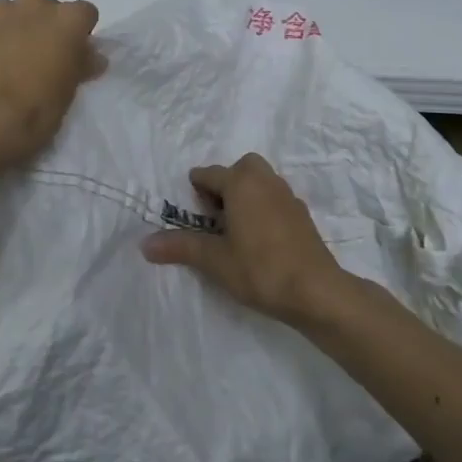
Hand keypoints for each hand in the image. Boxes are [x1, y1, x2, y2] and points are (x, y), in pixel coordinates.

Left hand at [0, 0, 103, 168]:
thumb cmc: (34, 109)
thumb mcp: (68, 93)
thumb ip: (80, 66)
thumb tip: (92, 57)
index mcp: (68, 20)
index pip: (84, 14)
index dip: (78, 34)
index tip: (71, 55)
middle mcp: (36, 4)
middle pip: (46, 7)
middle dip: (43, 26)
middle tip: (36, 58)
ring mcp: (0, 9)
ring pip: (13, 12)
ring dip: (14, 29)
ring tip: (4, 62)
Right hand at [141, 154, 345, 326]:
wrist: (317, 292)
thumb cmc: (260, 269)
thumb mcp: (214, 260)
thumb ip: (181, 247)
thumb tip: (145, 244)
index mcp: (241, 183)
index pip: (209, 174)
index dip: (196, 192)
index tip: (191, 214)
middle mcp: (266, 181)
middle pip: (240, 169)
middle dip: (225, 185)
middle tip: (215, 216)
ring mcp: (288, 197)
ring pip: (260, 182)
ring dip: (245, 196)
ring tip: (234, 230)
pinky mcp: (302, 216)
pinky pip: (275, 199)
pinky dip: (263, 209)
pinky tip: (258, 240)